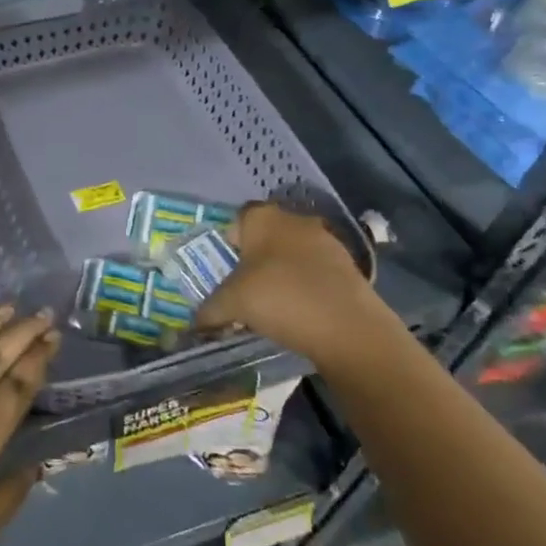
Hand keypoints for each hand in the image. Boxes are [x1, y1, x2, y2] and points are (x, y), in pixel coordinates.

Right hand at [195, 203, 397, 373]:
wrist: (348, 328)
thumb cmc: (279, 298)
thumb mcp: (232, 304)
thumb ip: (210, 310)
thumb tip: (196, 323)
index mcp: (264, 217)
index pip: (238, 218)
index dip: (229, 241)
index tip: (225, 269)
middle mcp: (296, 220)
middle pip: (267, 236)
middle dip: (255, 260)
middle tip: (244, 289)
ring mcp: (327, 242)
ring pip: (293, 253)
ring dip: (282, 273)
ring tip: (272, 306)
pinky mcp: (349, 267)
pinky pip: (316, 272)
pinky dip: (306, 287)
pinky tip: (300, 313)